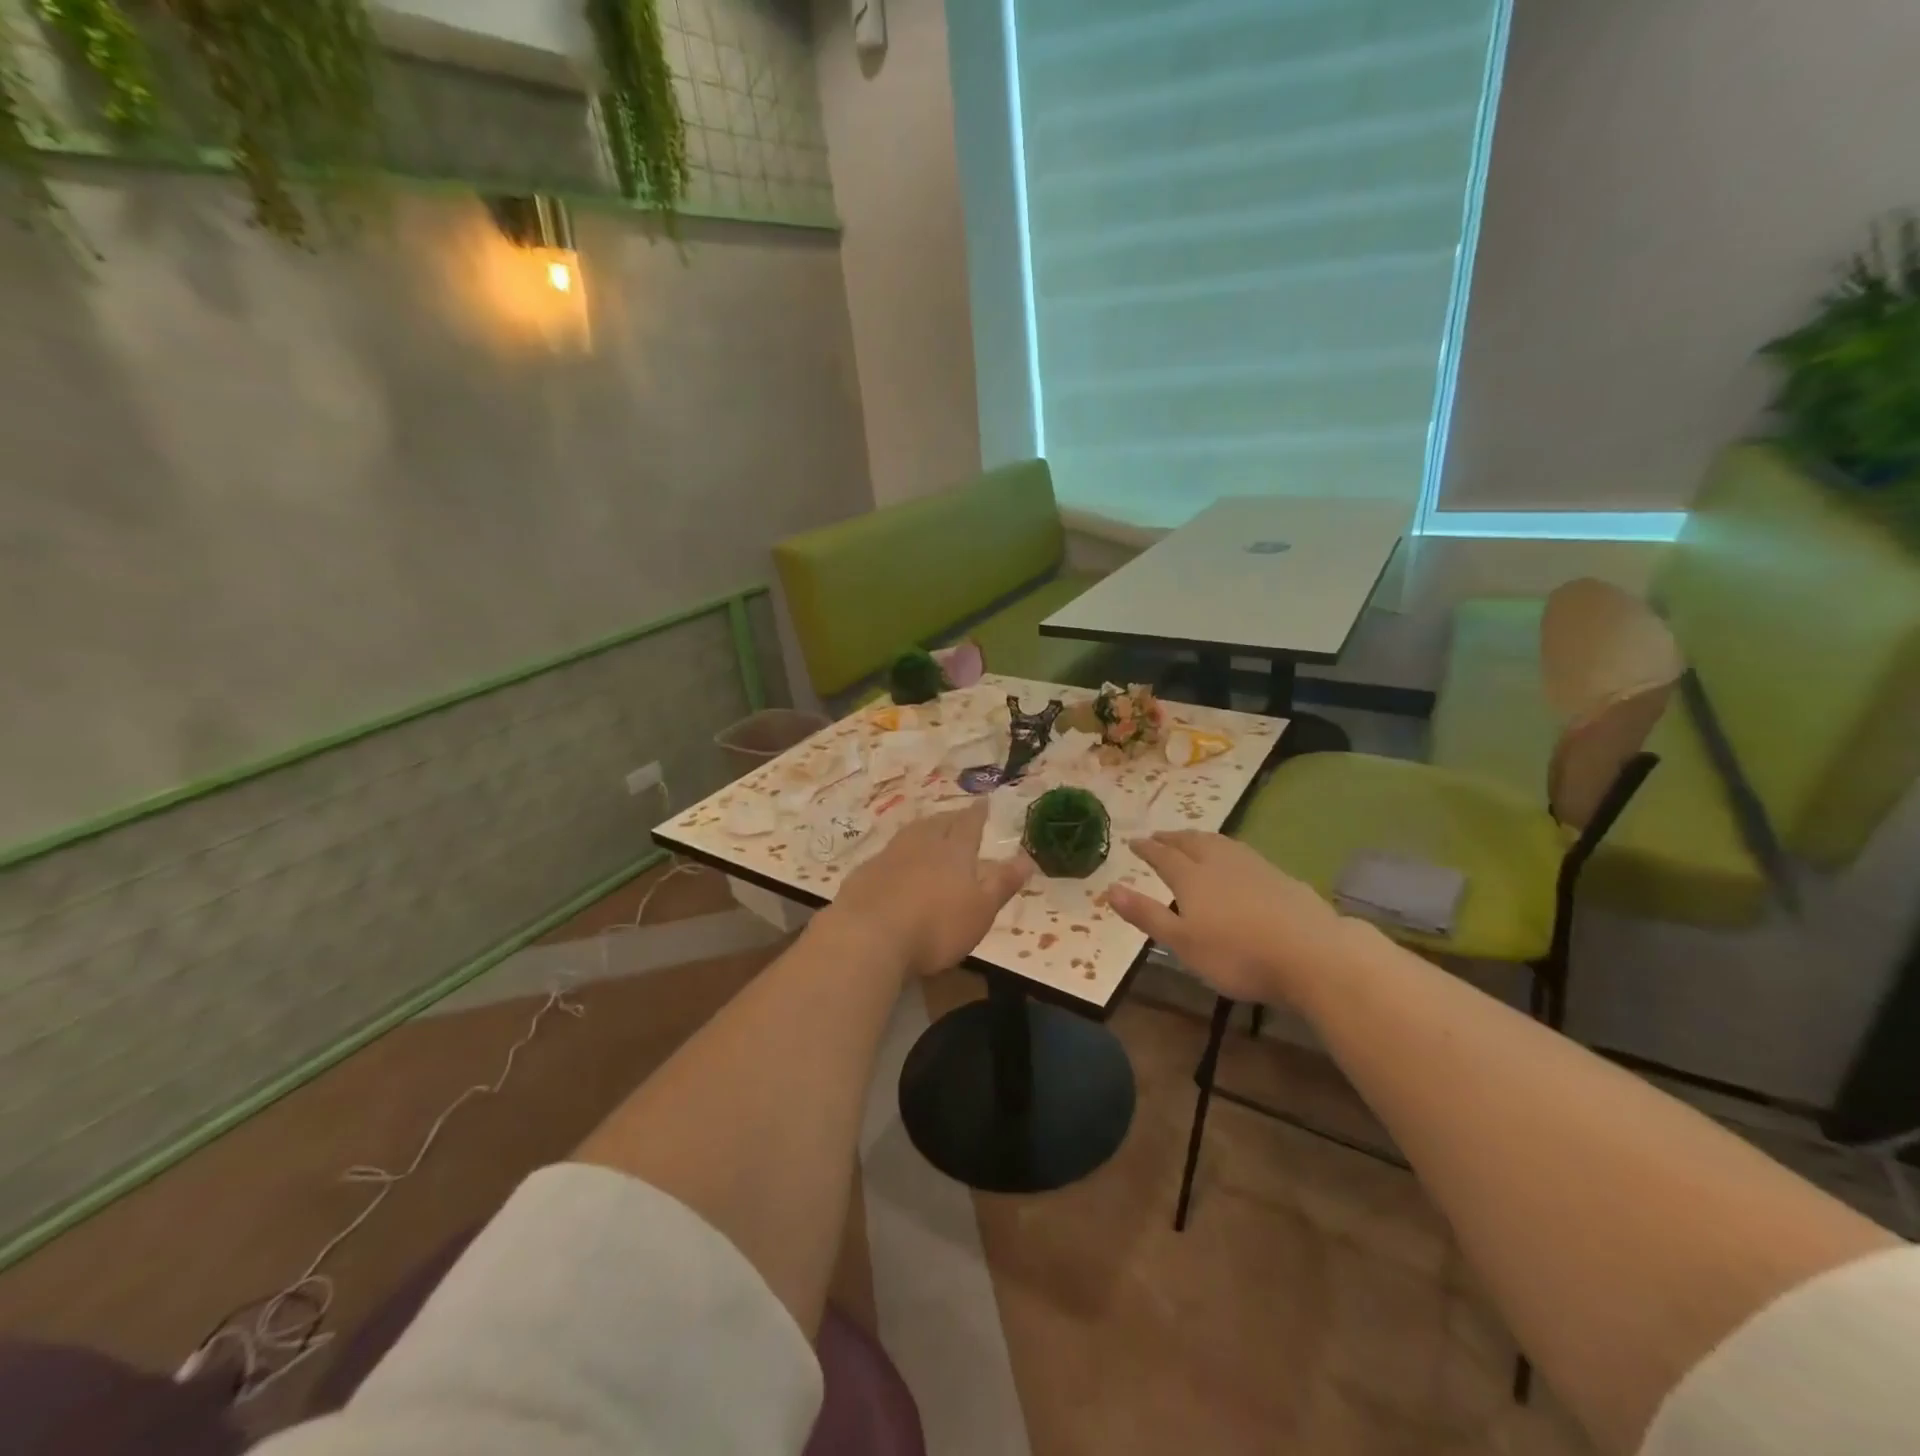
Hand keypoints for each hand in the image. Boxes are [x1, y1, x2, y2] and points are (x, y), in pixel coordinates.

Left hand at [823, 800, 1033, 978]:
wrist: (869, 936)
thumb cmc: (935, 926)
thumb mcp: (980, 910)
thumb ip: (1002, 883)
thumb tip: (1027, 857)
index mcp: (954, 852)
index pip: (970, 824)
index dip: (978, 813)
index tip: (984, 801)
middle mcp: (922, 844)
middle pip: (939, 823)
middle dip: (951, 818)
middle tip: (958, 815)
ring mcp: (889, 855)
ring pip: (911, 833)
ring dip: (924, 829)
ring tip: (930, 830)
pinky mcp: (864, 873)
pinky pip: (887, 853)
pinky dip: (898, 853)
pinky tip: (895, 863)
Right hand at [1107, 831, 1357, 1004]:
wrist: (1312, 954)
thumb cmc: (1238, 954)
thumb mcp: (1182, 942)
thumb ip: (1146, 915)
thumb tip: (1109, 888)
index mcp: (1191, 878)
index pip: (1163, 856)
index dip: (1147, 849)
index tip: (1133, 842)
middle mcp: (1219, 863)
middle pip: (1191, 842)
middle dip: (1172, 838)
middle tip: (1159, 836)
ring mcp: (1253, 866)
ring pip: (1219, 843)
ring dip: (1199, 838)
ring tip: (1191, 839)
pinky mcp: (1280, 876)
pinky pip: (1242, 853)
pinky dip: (1227, 849)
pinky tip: (1234, 860)